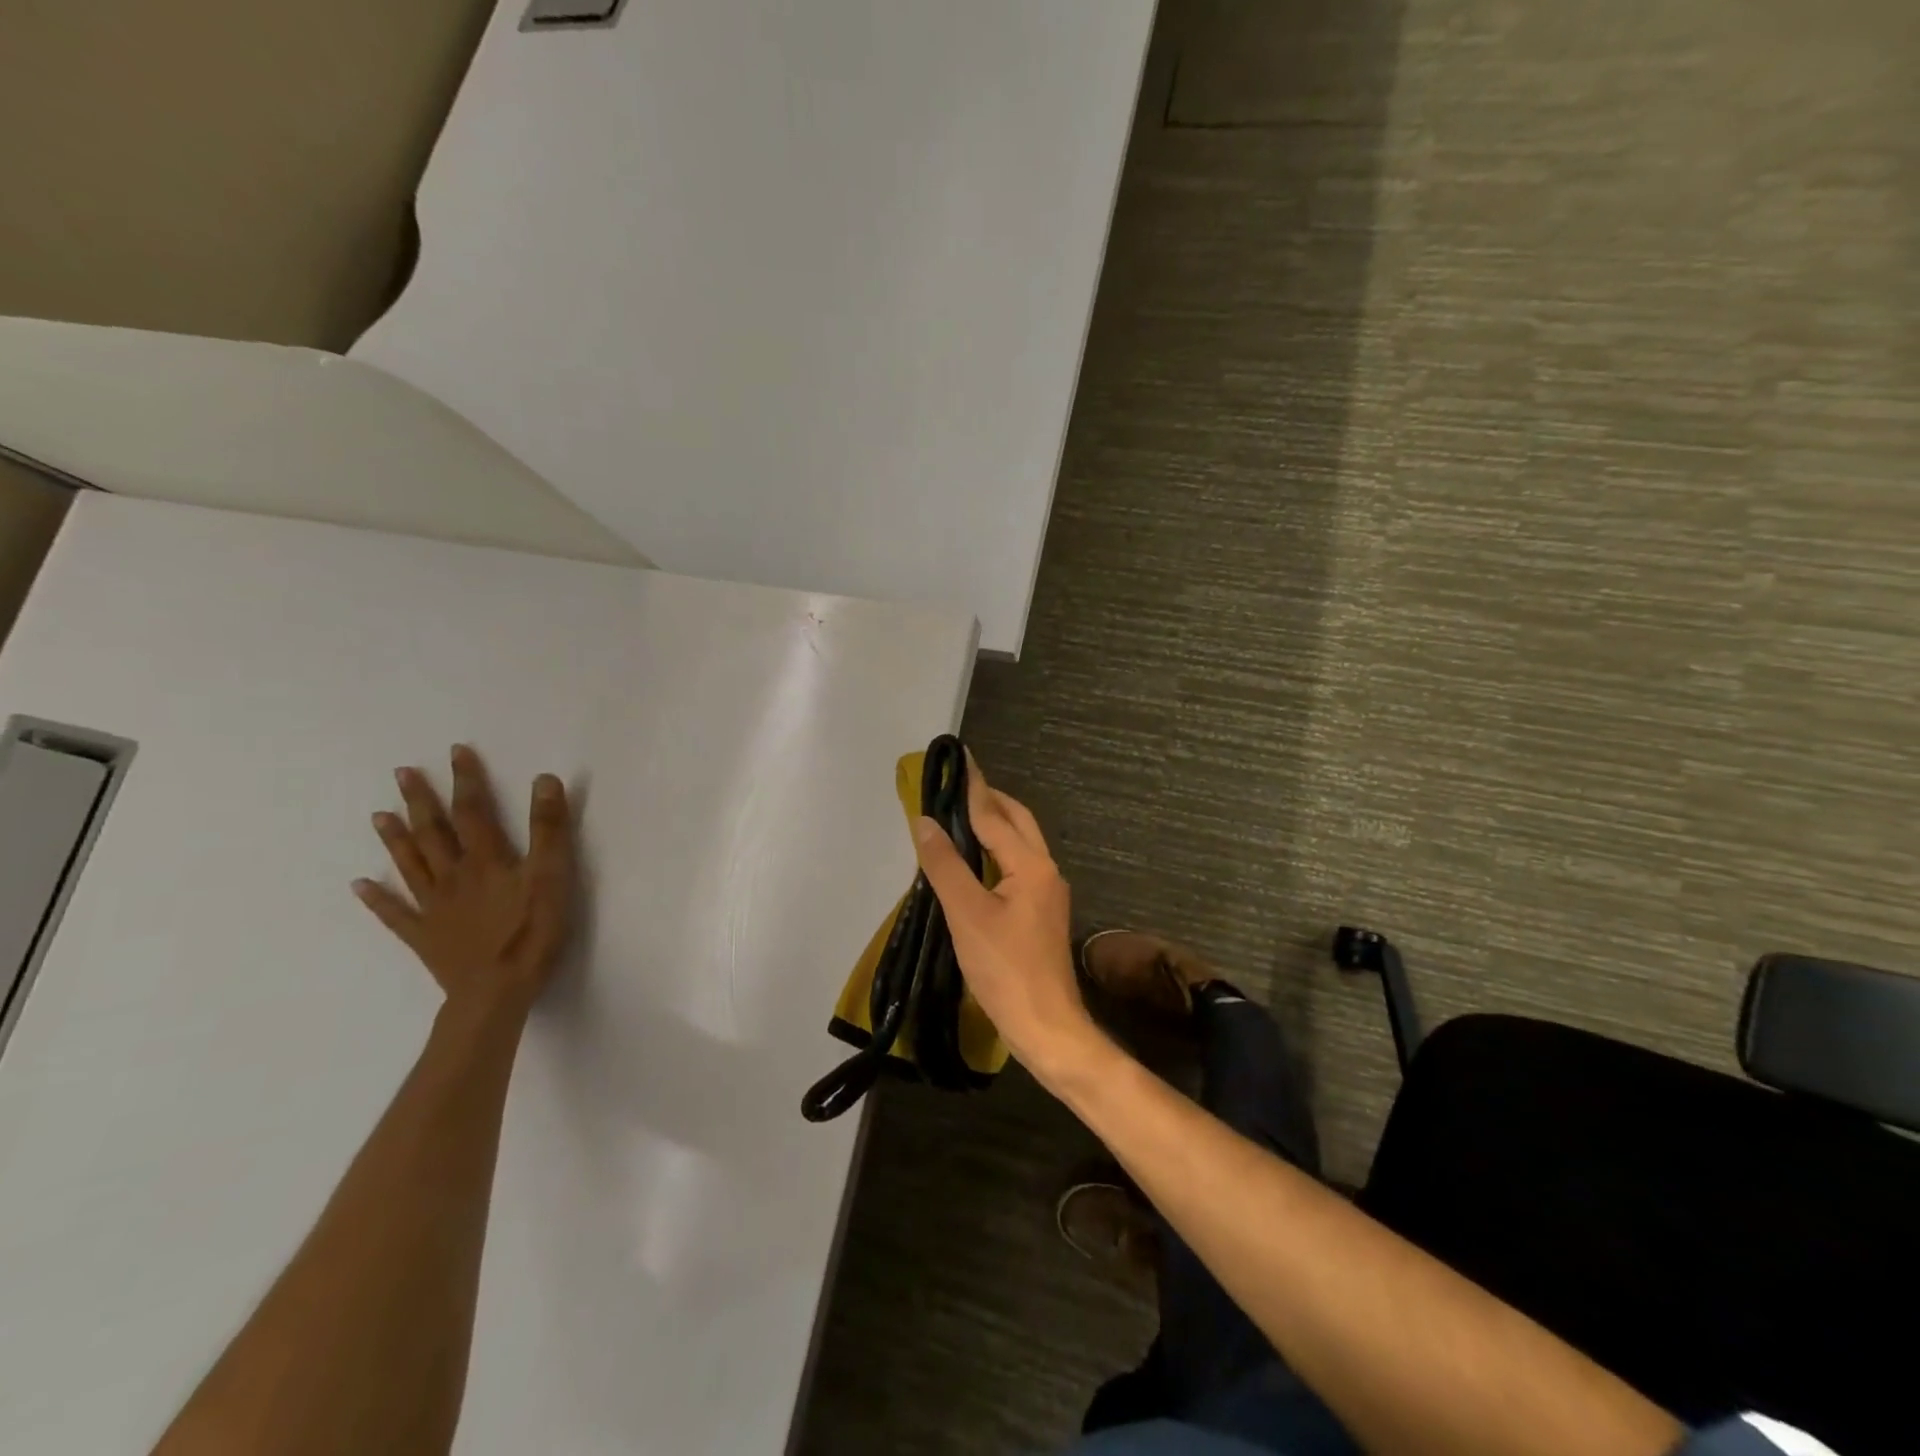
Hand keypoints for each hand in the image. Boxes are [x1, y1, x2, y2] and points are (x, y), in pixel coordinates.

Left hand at [354, 744, 576, 1015]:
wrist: (497, 990)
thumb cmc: (532, 931)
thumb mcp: (553, 875)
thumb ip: (549, 828)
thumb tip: (544, 779)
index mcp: (485, 860)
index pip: (473, 811)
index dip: (466, 780)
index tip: (456, 751)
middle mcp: (453, 876)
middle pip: (433, 832)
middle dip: (421, 801)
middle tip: (403, 773)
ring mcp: (434, 907)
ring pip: (410, 865)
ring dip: (395, 838)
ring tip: (379, 815)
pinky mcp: (425, 937)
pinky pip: (395, 913)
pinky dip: (377, 899)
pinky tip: (360, 885)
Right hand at [912, 758, 1101, 1085]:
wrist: (1046, 1025)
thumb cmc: (1005, 969)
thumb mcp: (967, 914)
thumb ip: (945, 865)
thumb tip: (924, 821)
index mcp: (1031, 865)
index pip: (995, 815)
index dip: (973, 787)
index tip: (960, 758)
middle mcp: (1046, 870)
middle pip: (1017, 822)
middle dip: (990, 800)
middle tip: (958, 786)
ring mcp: (1048, 893)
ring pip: (1021, 845)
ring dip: (994, 825)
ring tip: (961, 816)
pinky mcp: (1041, 913)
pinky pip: (1018, 866)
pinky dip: (997, 851)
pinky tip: (975, 862)